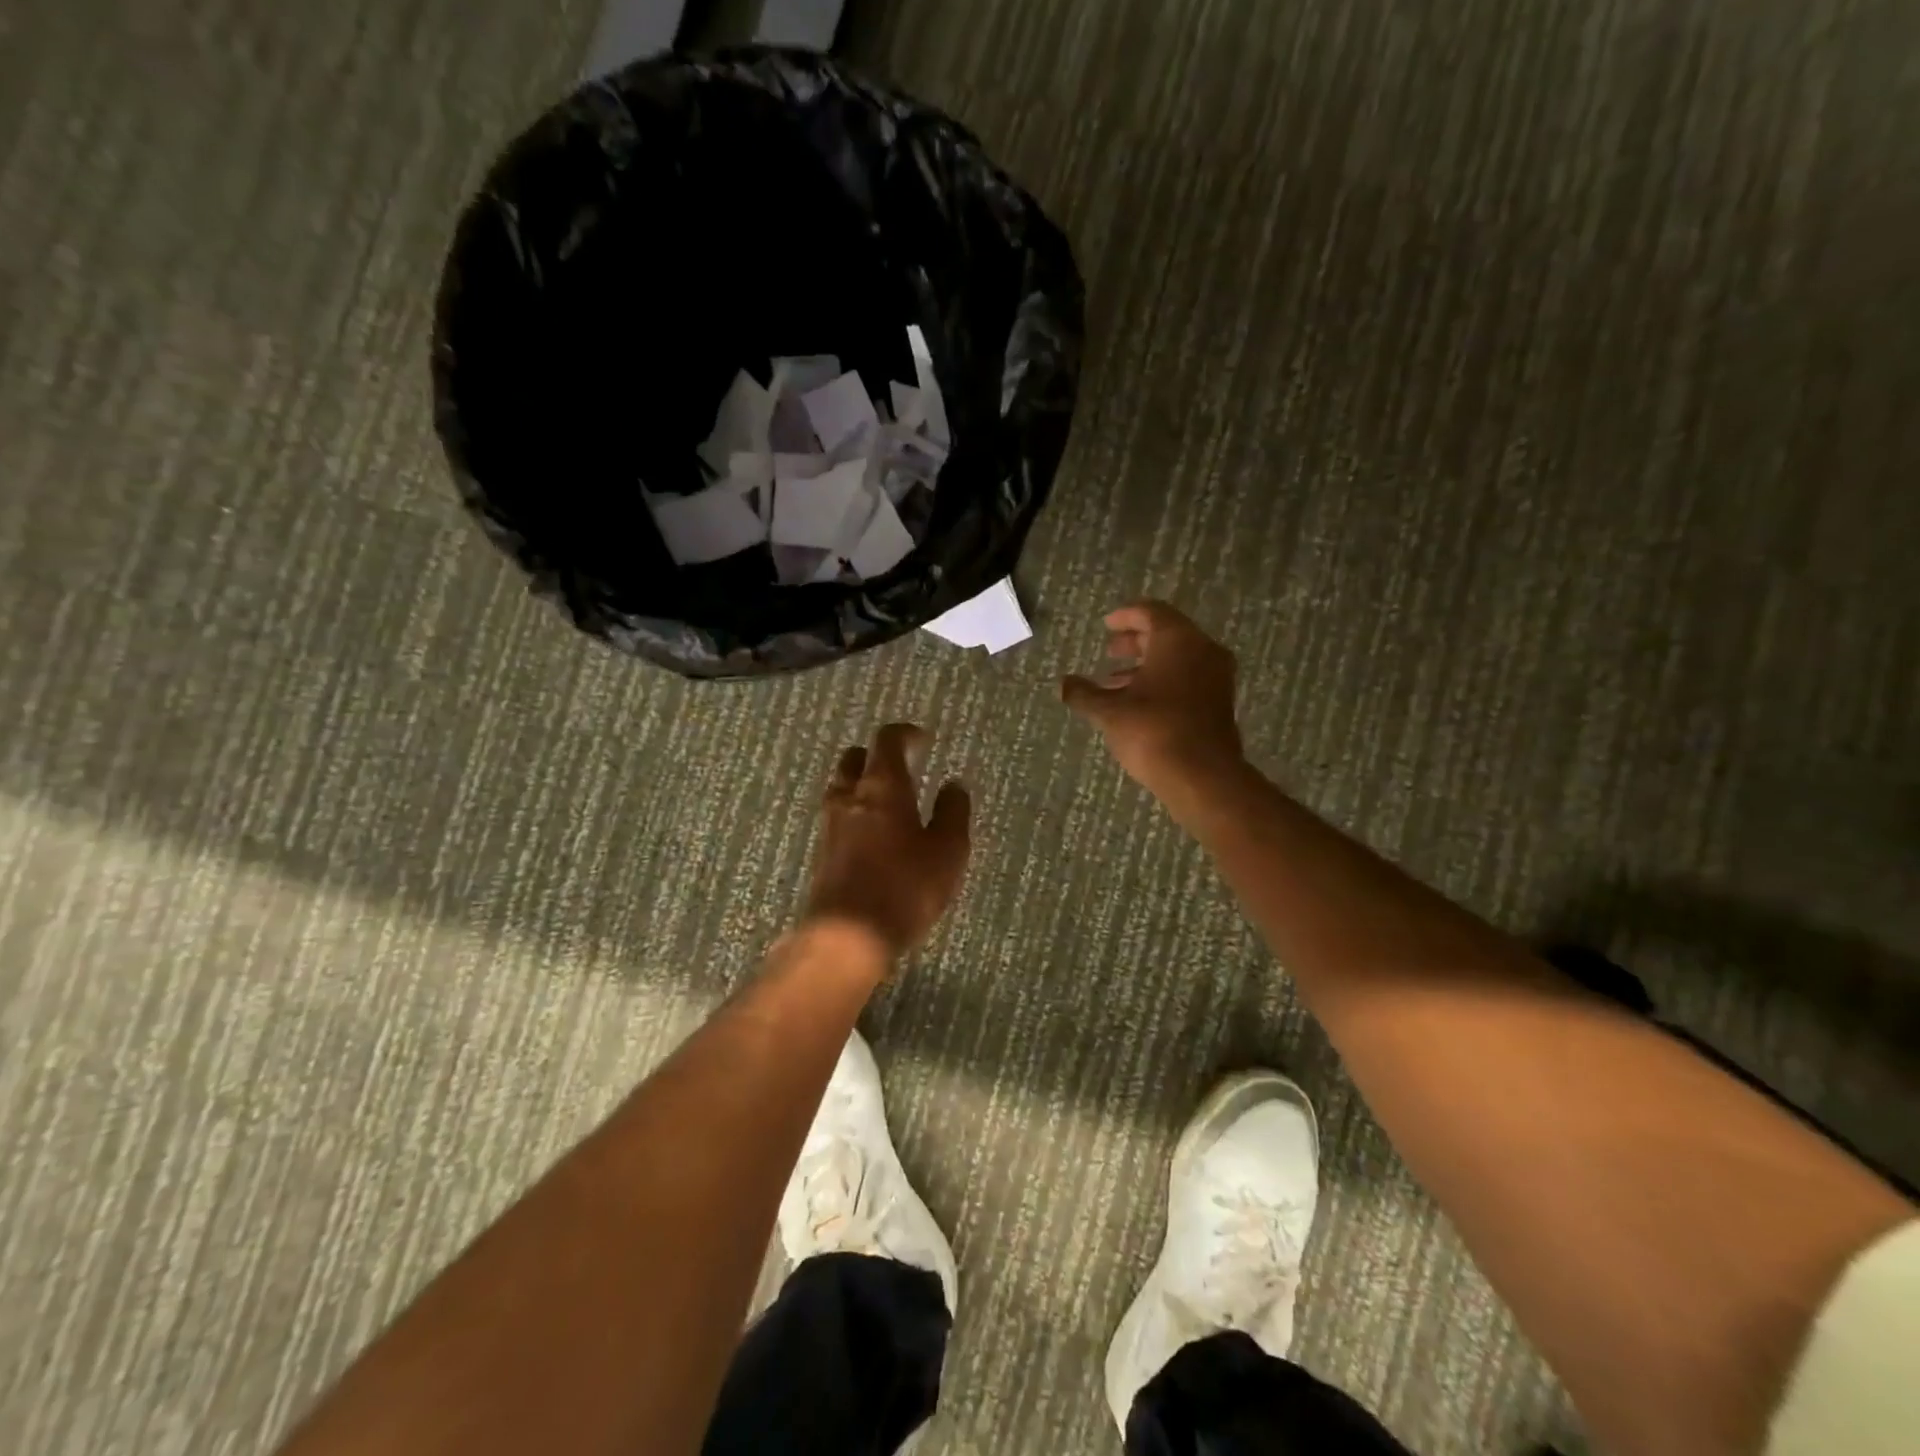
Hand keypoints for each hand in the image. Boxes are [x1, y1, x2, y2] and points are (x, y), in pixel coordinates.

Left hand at [804, 723, 970, 958]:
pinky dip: (854, 813)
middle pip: (855, 759)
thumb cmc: (905, 887)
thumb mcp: (947, 851)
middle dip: (876, 756)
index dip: (905, 733)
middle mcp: (850, 797)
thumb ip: (953, 813)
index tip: (923, 739)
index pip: (887, 741)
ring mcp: (830, 825)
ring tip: (887, 802)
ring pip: (842, 788)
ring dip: (862, 785)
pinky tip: (872, 835)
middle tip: (901, 768)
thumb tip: (954, 785)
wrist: (847, 936)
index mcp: (882, 787)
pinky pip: (837, 817)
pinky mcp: (822, 853)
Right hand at [1061, 601, 1244, 798]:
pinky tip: (1136, 704)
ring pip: (1178, 660)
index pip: (1152, 612)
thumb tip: (1063, 683)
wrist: (1202, 777)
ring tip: (1113, 683)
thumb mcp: (1109, 712)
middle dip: (1136, 642)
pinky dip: (1162, 682)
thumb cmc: (1153, 732)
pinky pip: (1187, 679)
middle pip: (1167, 634)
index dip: (1126, 616)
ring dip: (1146, 666)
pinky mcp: (1219, 703)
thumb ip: (1084, 693)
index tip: (1107, 624)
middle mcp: (1202, 651)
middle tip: (1110, 650)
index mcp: (1178, 640)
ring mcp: (1216, 677)